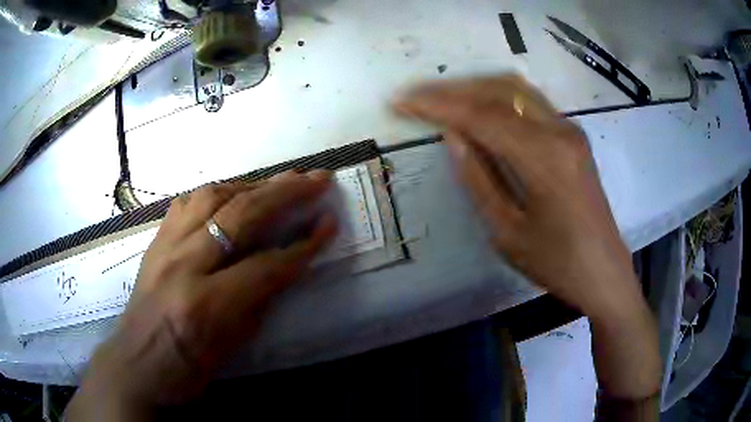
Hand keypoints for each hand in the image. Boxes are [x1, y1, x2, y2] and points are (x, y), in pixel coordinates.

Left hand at [68, 171, 336, 417]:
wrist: (136, 363)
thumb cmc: (186, 369)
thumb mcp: (231, 346)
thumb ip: (258, 300)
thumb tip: (285, 264)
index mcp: (205, 303)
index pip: (266, 265)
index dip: (303, 246)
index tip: (329, 224)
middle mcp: (183, 263)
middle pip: (241, 215)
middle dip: (286, 194)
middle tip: (316, 178)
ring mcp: (165, 245)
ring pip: (212, 196)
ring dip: (253, 185)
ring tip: (279, 182)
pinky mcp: (156, 240)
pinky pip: (188, 202)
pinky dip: (217, 193)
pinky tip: (232, 195)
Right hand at [395, 76, 659, 400]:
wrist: (605, 273)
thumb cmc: (557, 264)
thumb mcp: (508, 233)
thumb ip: (479, 179)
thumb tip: (452, 136)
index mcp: (544, 159)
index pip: (481, 116)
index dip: (437, 106)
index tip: (402, 101)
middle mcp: (560, 131)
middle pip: (499, 89)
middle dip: (453, 89)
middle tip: (417, 96)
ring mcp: (570, 130)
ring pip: (516, 89)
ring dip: (475, 88)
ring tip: (441, 98)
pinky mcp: (573, 136)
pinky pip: (530, 102)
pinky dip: (498, 98)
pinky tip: (478, 108)